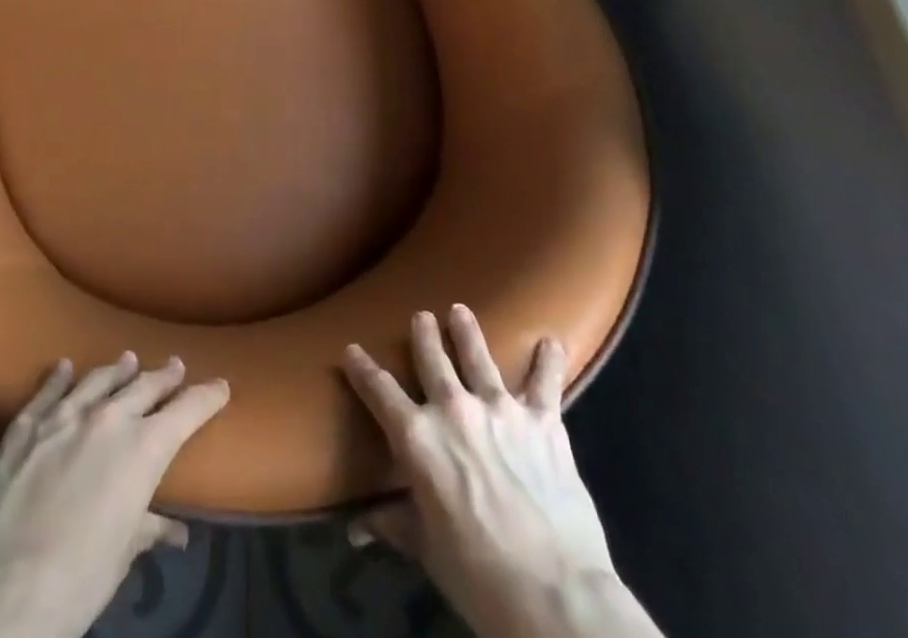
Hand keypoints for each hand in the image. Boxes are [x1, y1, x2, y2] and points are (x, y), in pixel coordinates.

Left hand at [0, 353, 228, 637]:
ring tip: (128, 359)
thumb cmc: (81, 577)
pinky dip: (56, 379)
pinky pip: (46, 394)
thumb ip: (149, 528)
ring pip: (98, 381)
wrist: (9, 588)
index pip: (187, 411)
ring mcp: (64, 418)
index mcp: (143, 447)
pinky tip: (63, 366)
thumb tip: (176, 532)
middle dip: (164, 377)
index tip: (220, 386)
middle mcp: (108, 419)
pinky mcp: (27, 429)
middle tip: (176, 366)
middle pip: (144, 387)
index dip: (207, 396)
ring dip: (116, 370)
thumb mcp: (124, 552)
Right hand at [344, 307, 651, 637]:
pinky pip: (545, 382)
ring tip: (461, 311)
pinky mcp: (542, 420)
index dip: (362, 369)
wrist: (555, 595)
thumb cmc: (480, 578)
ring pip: (478, 355)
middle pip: (431, 359)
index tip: (352, 349)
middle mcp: (453, 410)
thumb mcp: (428, 550)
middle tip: (421, 316)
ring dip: (467, 331)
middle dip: (423, 334)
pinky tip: (552, 341)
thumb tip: (355, 529)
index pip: (380, 392)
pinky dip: (548, 360)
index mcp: (418, 439)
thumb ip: (394, 525)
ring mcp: (499, 409)